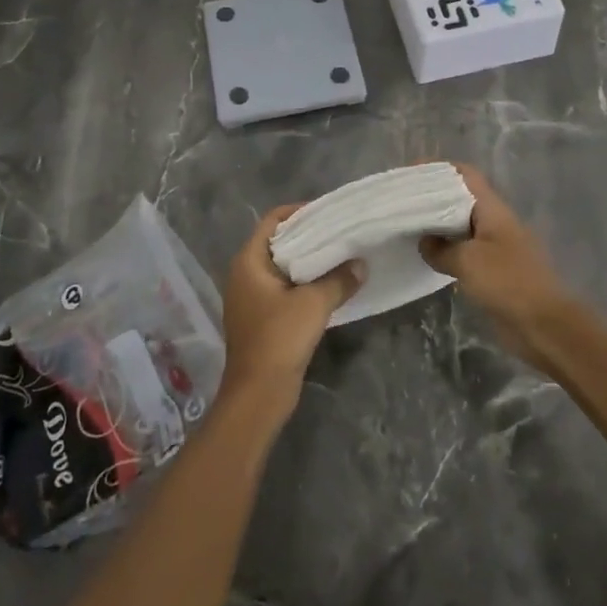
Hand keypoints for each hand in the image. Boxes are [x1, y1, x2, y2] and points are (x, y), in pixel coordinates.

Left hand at [219, 207, 362, 417]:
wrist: (258, 394)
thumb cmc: (279, 339)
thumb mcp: (314, 304)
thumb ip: (339, 280)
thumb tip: (360, 265)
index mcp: (249, 261)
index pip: (273, 221)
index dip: (299, 212)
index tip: (328, 212)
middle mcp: (245, 274)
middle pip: (278, 242)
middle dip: (309, 236)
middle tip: (341, 231)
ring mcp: (252, 298)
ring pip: (283, 268)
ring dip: (309, 262)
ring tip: (341, 255)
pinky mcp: (262, 318)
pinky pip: (285, 289)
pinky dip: (305, 283)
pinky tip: (331, 286)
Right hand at [420, 166, 573, 363]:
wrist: (544, 326)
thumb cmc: (508, 283)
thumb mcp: (467, 261)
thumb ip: (441, 248)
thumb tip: (424, 242)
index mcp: (492, 209)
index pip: (465, 174)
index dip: (438, 169)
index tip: (410, 174)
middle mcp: (494, 221)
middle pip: (460, 198)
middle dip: (432, 197)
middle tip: (401, 202)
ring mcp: (495, 246)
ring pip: (460, 226)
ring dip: (437, 225)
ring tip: (406, 226)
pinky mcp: (493, 270)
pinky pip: (464, 251)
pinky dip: (445, 250)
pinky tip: (425, 256)